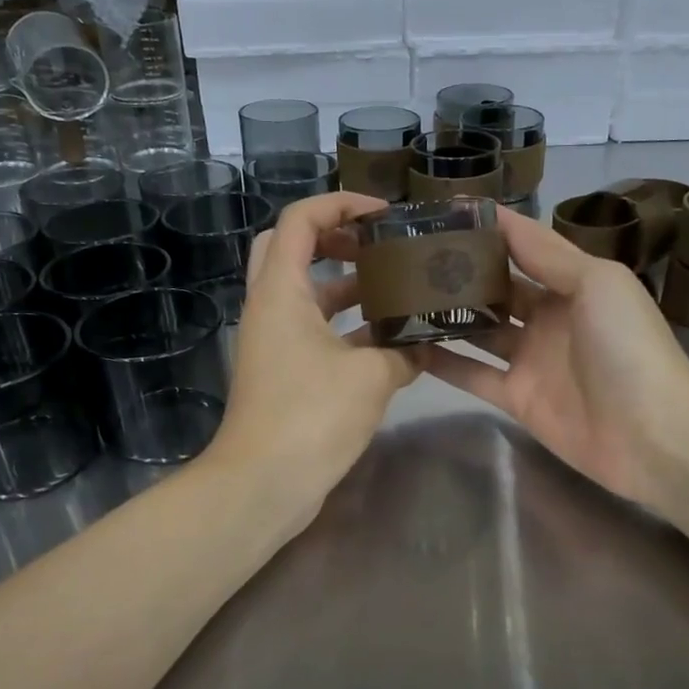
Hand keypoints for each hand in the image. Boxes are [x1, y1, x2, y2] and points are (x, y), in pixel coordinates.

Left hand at [205, 191, 416, 528]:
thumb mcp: (371, 377)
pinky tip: (388, 339)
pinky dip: (346, 326)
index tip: (385, 216)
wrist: (263, 484)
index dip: (342, 204)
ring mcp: (273, 341)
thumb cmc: (311, 417)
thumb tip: (425, 345)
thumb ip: (404, 351)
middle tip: (379, 245)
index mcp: (281, 291)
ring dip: (346, 285)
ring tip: (396, 286)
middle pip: (293, 247)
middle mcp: (270, 307)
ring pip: (306, 293)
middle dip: (336, 237)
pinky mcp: (283, 371)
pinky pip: (314, 330)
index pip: (301, 219)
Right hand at [412, 206, 688, 512]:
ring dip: (446, 314)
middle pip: (497, 288)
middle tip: (407, 256)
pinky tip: (407, 347)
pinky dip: (444, 362)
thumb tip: (499, 219)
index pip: (523, 247)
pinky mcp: (517, 398)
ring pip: (480, 330)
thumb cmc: (628, 345)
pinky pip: (473, 374)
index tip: (441, 213)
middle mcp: (549, 317)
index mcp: (574, 283)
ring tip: (398, 296)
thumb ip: (546, 253)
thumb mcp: (596, 281)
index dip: (487, 229)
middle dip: (459, 271)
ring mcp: (531, 360)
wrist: (652, 433)